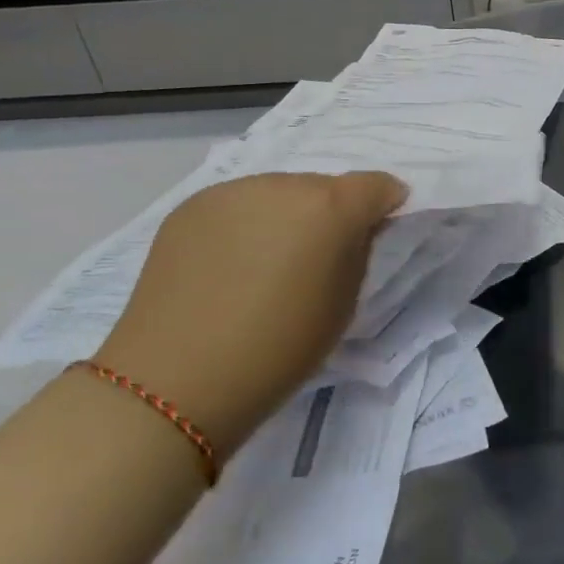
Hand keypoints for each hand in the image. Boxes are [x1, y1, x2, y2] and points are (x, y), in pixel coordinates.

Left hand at [95, 172, 404, 453]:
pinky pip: (237, 205)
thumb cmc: (280, 349)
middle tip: (315, 257)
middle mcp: (284, 184)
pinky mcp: (191, 205)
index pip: (376, 185)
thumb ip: (358, 252)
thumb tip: (355, 229)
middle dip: (329, 212)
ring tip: (266, 262)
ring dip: (285, 216)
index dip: (385, 204)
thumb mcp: (343, 303)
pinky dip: (244, 225)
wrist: (178, 379)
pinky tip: (228, 265)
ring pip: (278, 192)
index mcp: (331, 207)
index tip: (378, 228)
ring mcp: (232, 191)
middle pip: (323, 186)